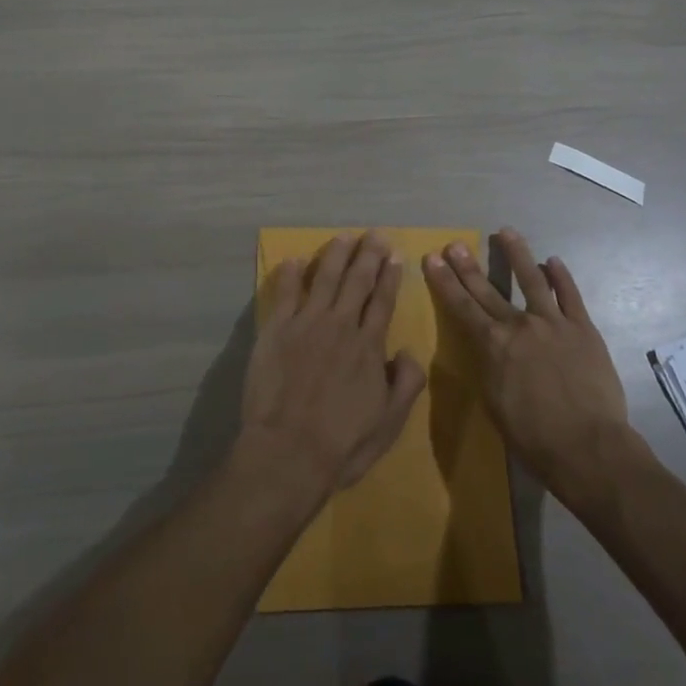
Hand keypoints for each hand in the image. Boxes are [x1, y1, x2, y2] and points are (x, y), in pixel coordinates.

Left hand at [236, 232, 427, 511]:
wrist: (288, 451)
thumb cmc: (343, 442)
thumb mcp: (389, 422)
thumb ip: (406, 383)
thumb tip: (408, 351)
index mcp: (368, 346)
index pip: (383, 301)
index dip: (390, 277)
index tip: (395, 256)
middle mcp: (341, 325)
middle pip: (357, 281)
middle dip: (369, 255)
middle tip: (375, 234)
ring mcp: (307, 323)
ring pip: (325, 278)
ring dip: (336, 255)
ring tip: (344, 236)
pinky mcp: (277, 329)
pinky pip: (286, 293)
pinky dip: (293, 274)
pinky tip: (296, 259)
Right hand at [423, 230, 632, 504]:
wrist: (588, 447)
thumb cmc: (534, 437)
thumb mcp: (495, 403)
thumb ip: (489, 367)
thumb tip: (487, 347)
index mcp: (493, 345)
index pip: (462, 307)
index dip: (445, 282)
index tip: (432, 259)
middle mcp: (519, 325)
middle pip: (488, 289)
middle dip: (468, 266)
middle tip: (455, 244)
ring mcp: (553, 323)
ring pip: (532, 279)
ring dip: (517, 254)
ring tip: (506, 231)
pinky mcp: (582, 328)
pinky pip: (570, 295)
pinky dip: (561, 276)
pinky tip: (553, 261)